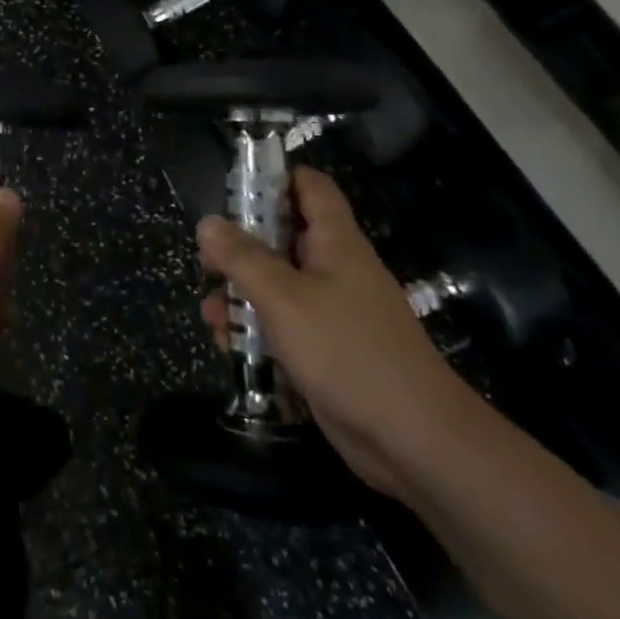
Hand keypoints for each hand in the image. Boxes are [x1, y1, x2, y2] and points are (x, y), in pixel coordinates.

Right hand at [199, 166, 476, 500]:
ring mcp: (332, 312)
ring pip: (279, 286)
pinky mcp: (327, 351)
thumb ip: (242, 258)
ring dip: (243, 294)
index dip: (275, 178)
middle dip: (243, 245)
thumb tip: (208, 222)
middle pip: (285, 237)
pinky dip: (257, 331)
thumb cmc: (346, 350)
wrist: (412, 439)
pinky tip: (227, 345)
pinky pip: (285, 327)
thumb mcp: (283, 297)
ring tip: (210, 309)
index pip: (310, 188)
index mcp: (335, 242)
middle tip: (207, 258)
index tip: (234, 188)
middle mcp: (335, 269)